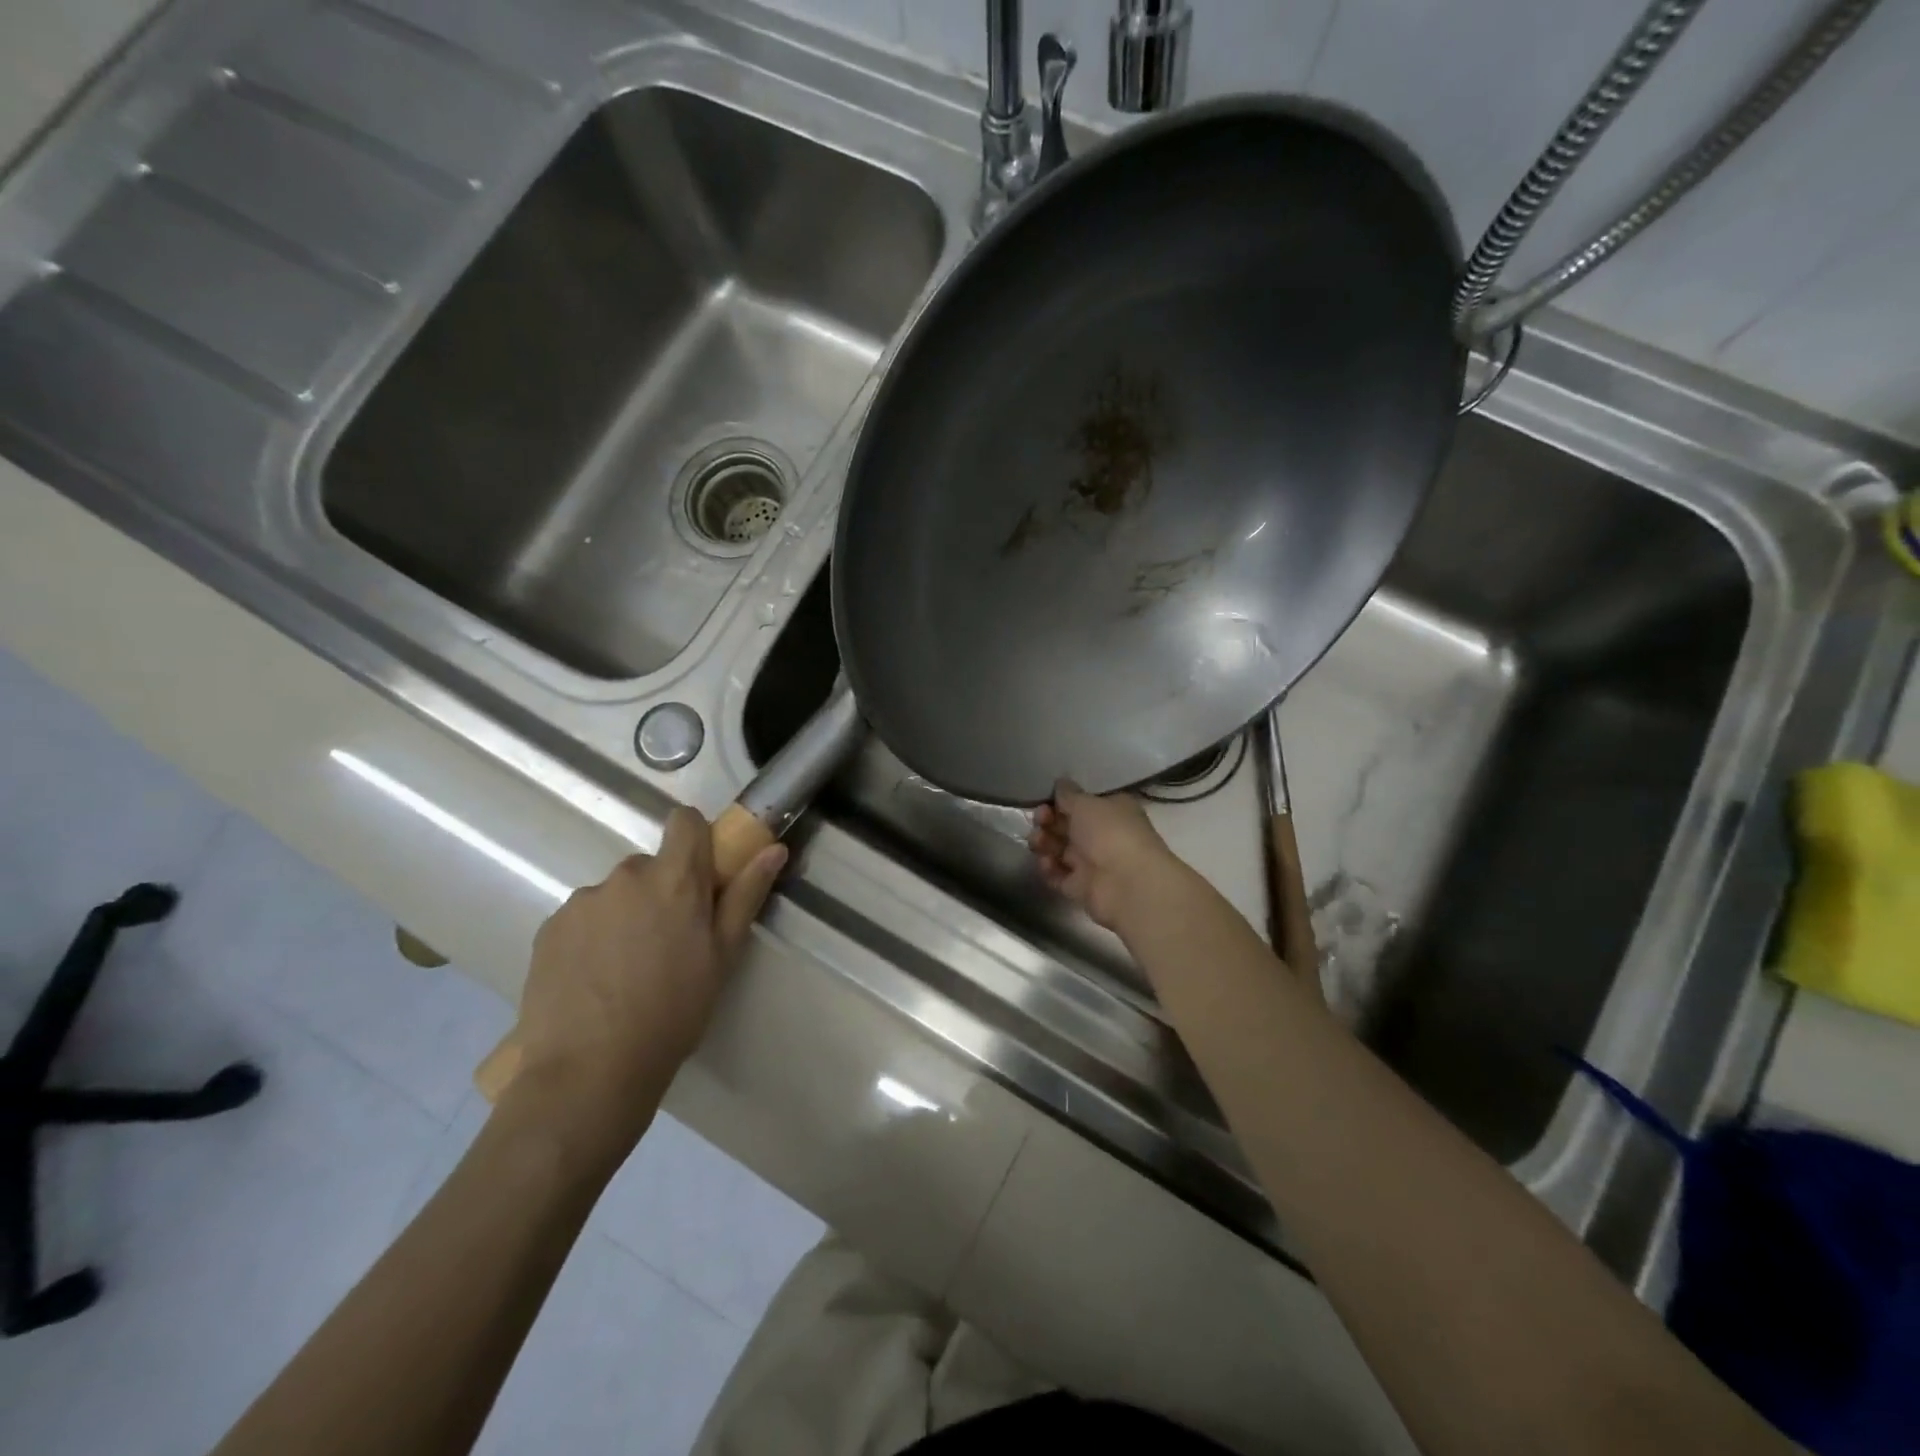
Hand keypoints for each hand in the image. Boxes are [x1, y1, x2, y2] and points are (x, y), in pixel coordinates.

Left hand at [506, 808, 785, 1164]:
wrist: (589, 1071)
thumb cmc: (673, 1012)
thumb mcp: (722, 956)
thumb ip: (746, 895)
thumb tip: (774, 849)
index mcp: (673, 880)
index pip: (684, 821)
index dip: (695, 839)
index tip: (701, 875)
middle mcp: (625, 877)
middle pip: (650, 865)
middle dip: (661, 890)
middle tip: (668, 942)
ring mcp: (582, 901)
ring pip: (615, 894)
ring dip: (626, 915)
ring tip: (627, 970)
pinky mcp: (549, 928)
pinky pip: (583, 918)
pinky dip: (593, 937)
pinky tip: (595, 981)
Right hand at [1028, 778, 1182, 932]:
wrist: (1127, 884)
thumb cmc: (1109, 833)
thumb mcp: (1086, 803)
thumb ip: (1068, 794)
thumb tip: (1061, 784)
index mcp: (1112, 810)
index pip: (1082, 803)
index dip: (1061, 801)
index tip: (1046, 800)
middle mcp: (1103, 835)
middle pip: (1067, 826)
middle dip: (1048, 821)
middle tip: (1040, 820)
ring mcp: (1092, 863)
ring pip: (1059, 850)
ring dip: (1044, 843)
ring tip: (1038, 843)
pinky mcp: (1081, 887)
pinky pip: (1058, 875)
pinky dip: (1049, 869)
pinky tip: (1047, 863)